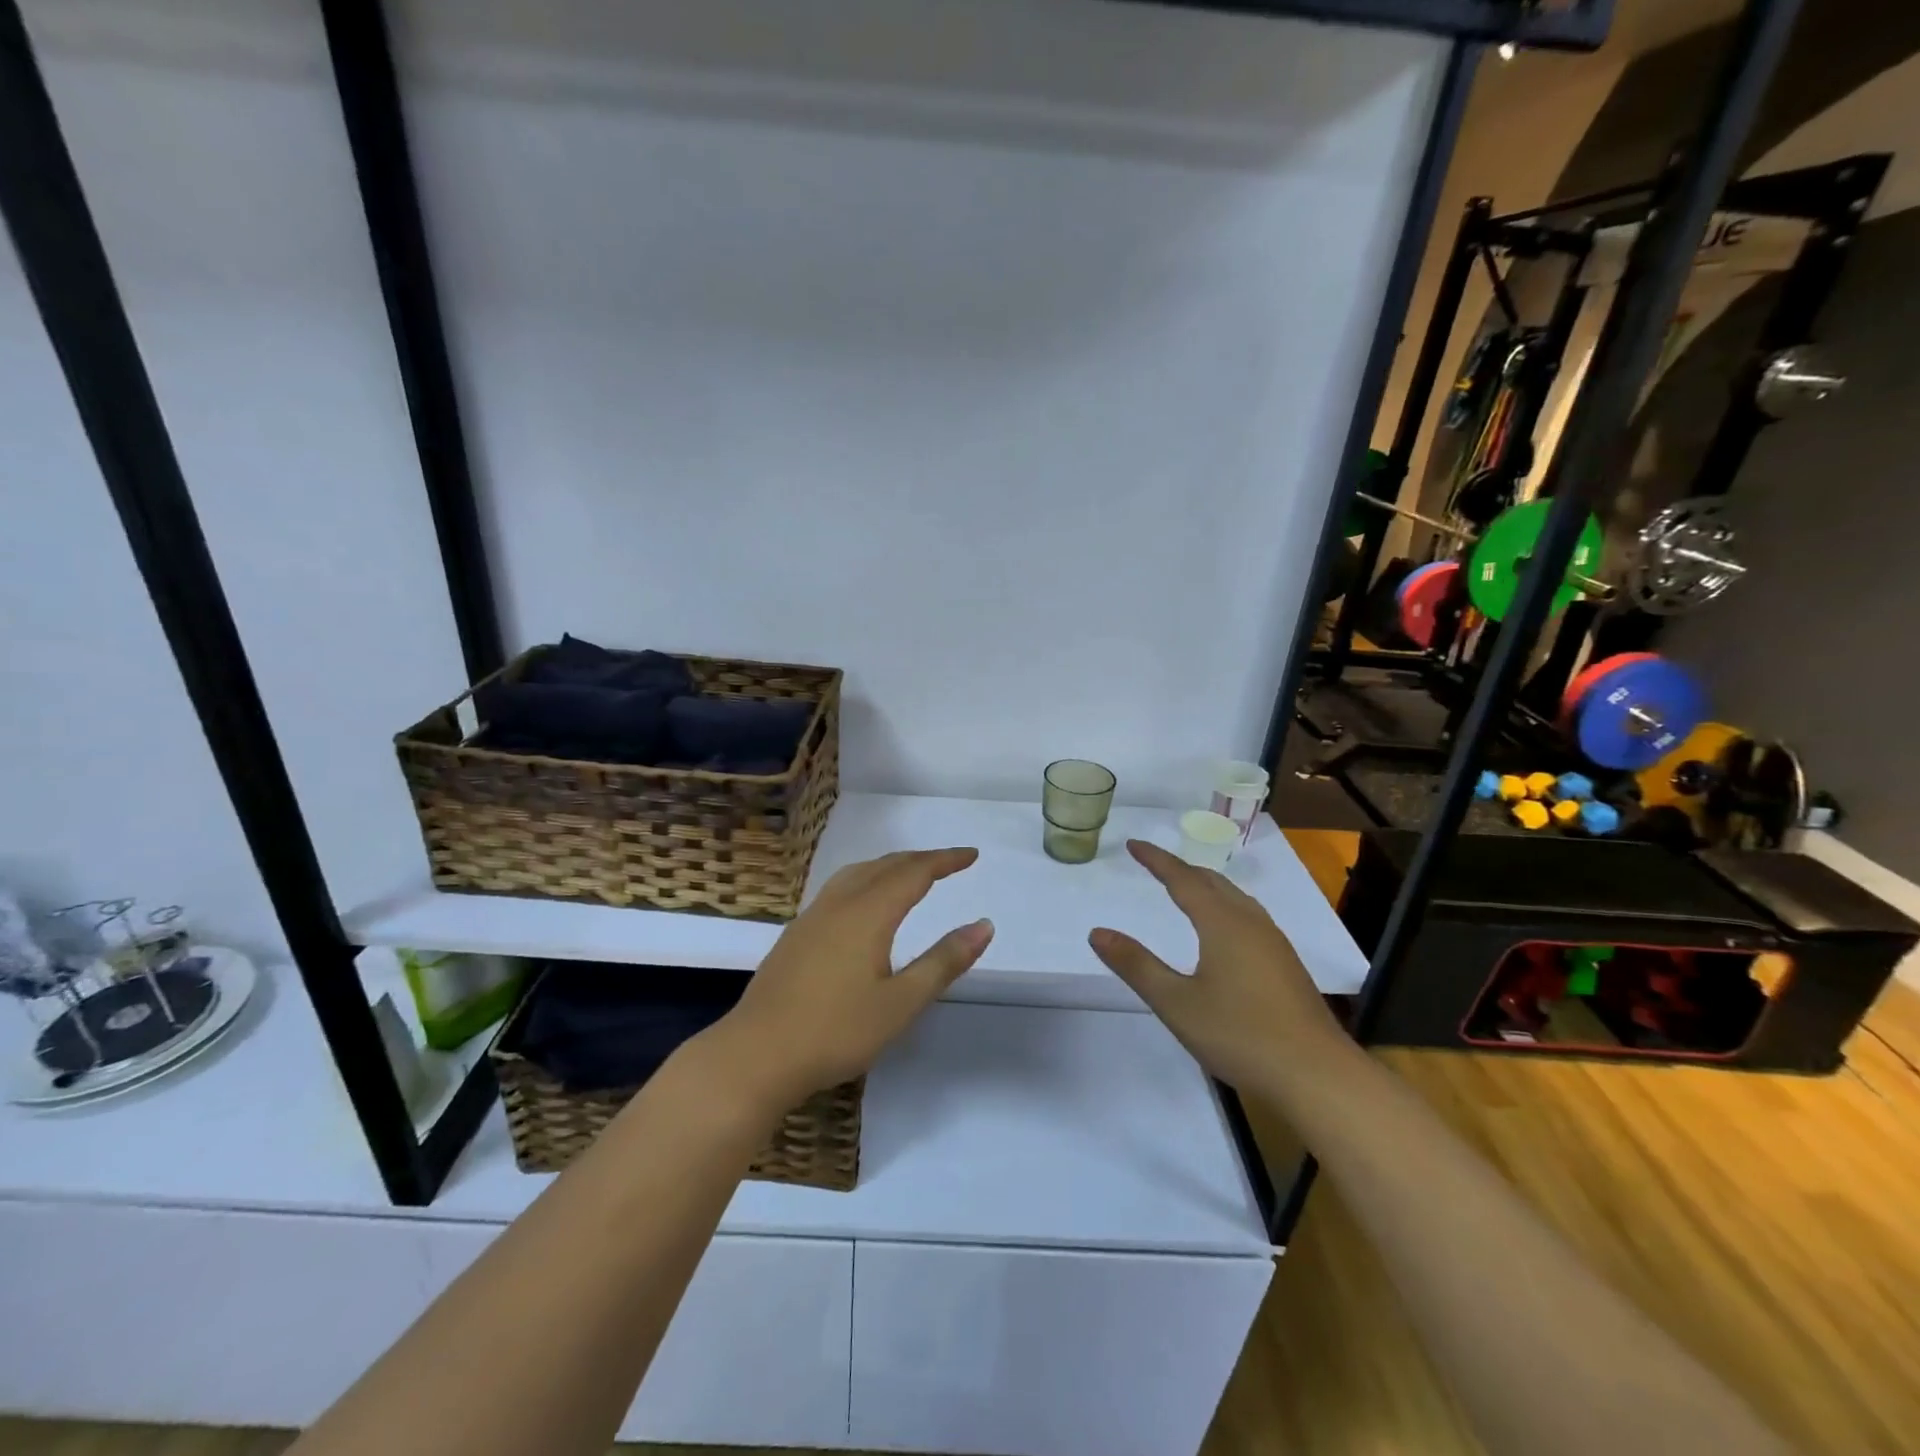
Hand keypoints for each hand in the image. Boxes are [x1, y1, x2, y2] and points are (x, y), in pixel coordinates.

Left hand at [703, 849, 992, 1109]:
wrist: (755, 1055)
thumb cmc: (835, 1031)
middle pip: (884, 866)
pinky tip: (864, 905)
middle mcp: (839, 904)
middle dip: (920, 860)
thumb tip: (983, 926)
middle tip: (949, 863)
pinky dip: (865, 880)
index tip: (972, 855)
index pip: (914, 873)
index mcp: (868, 913)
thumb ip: (943, 962)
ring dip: (889, 866)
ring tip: (910, 874)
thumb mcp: (901, 1003)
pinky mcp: (795, 935)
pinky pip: (839, 889)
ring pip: (857, 873)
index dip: (945, 861)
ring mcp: (811, 918)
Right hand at [1089, 840, 1345, 1090]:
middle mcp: (1250, 923)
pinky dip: (1224, 906)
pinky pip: (1249, 916)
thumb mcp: (1176, 1003)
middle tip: (1155, 864)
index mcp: (1222, 923)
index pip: (1182, 879)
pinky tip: (1224, 930)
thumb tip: (1098, 932)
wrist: (1317, 1075)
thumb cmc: (1240, 1034)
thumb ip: (1136, 965)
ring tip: (1186, 888)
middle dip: (1182, 868)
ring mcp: (1274, 943)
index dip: (1156, 860)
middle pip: (1213, 882)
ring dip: (1206, 885)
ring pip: (1235, 898)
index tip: (1133, 844)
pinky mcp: (1286, 965)